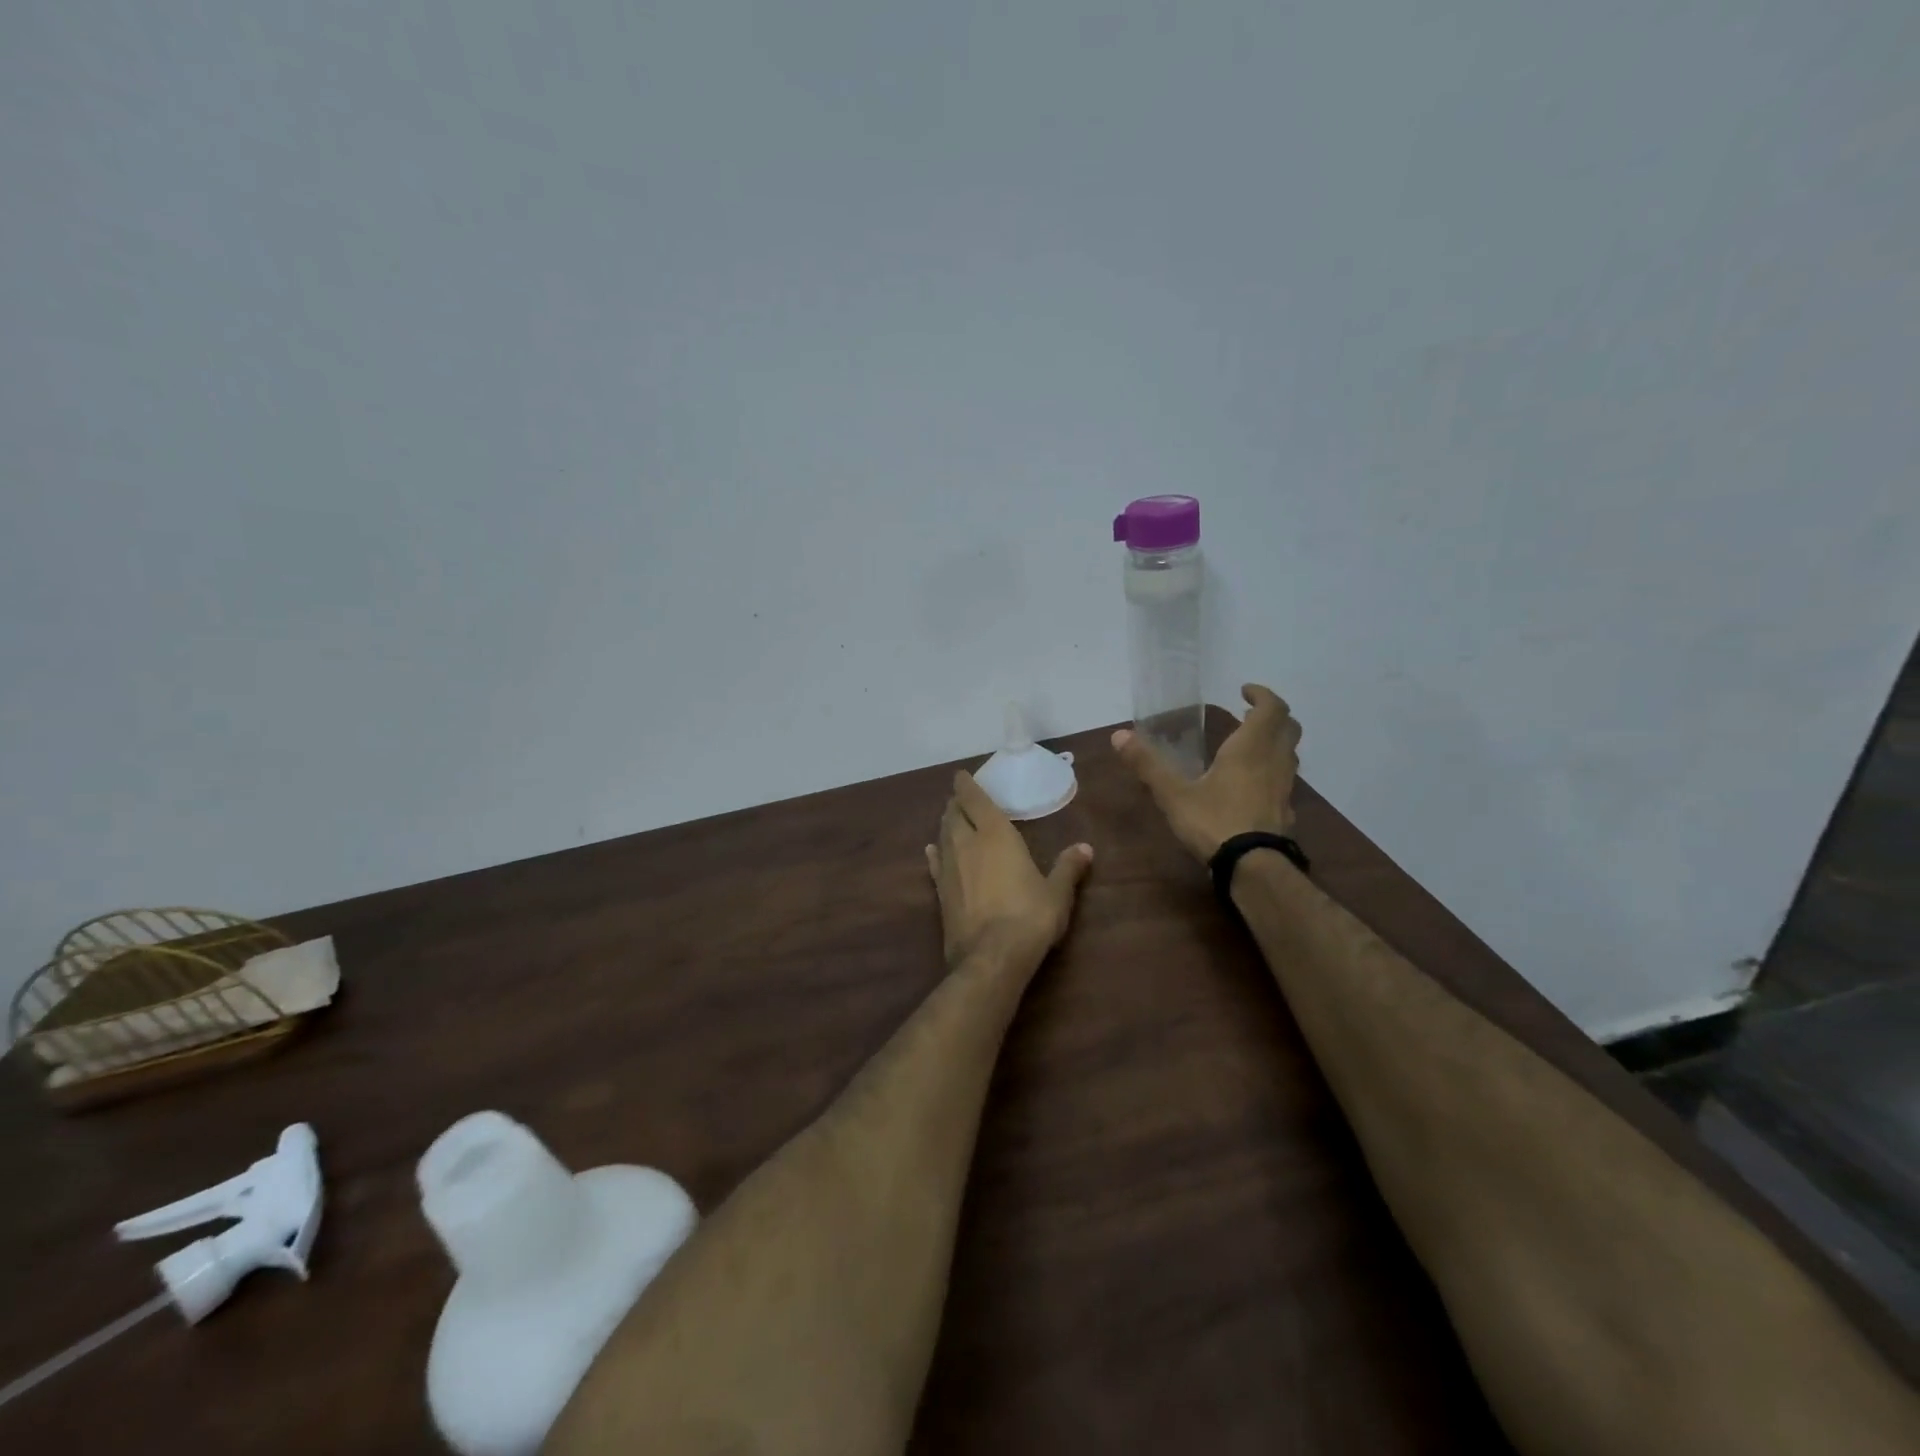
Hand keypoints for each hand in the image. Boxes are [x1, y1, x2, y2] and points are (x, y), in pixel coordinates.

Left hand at [926, 772, 1093, 972]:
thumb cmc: (1029, 916)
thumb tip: (1086, 848)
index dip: (967, 786)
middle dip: (957, 803)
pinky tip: (932, 850)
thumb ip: (1068, 867)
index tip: (961, 775)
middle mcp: (967, 844)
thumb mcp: (1057, 892)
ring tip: (949, 818)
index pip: (976, 801)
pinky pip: (934, 864)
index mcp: (996, 835)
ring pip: (942, 836)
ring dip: (945, 824)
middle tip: (960, 798)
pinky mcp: (940, 893)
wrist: (991, 957)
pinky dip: (934, 853)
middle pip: (955, 815)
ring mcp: (949, 869)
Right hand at [1113, 684, 1300, 862]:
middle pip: (1289, 728)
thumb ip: (1148, 764)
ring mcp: (1284, 788)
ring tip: (1251, 746)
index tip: (1244, 691)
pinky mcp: (1286, 811)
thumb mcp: (1173, 793)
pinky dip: (1273, 771)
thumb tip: (1118, 735)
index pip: (1271, 709)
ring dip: (1275, 742)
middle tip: (1248, 714)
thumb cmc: (1214, 821)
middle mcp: (1274, 761)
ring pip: (1290, 754)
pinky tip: (1254, 785)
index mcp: (1250, 748)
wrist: (1253, 867)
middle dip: (1272, 716)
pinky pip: (1285, 781)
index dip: (1262, 695)